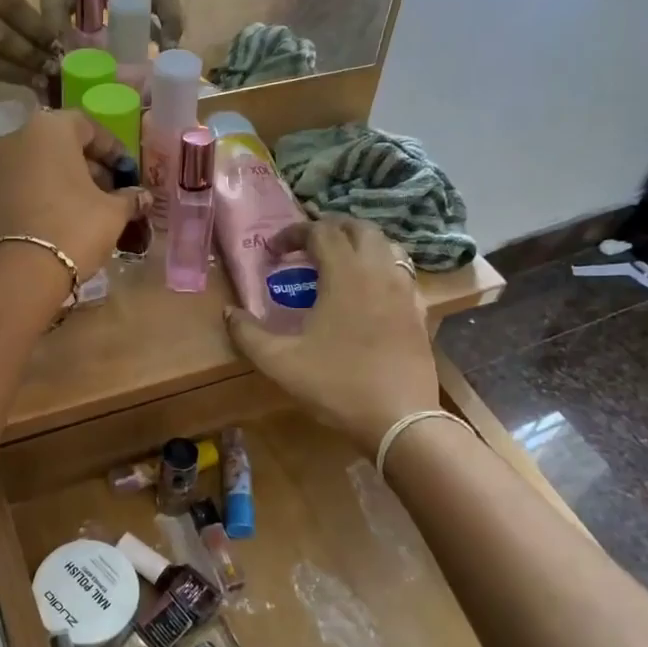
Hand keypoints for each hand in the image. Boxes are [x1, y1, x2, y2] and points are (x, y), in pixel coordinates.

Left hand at [0, 110, 148, 280]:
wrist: (20, 273)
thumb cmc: (74, 228)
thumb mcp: (113, 212)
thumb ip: (129, 198)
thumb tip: (141, 196)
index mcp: (50, 128)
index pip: (89, 127)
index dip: (114, 150)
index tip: (128, 173)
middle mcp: (17, 137)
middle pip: (61, 144)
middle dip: (89, 165)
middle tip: (111, 192)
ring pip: (40, 165)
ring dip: (66, 181)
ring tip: (88, 209)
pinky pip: (23, 185)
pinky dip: (44, 194)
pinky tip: (62, 219)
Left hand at [36, 0, 185, 49]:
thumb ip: (55, 22)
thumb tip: (62, 55)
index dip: (170, 18)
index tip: (168, 46)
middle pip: (167, 3)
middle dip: (173, 30)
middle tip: (169, 61)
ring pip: (161, 9)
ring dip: (166, 32)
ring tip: (163, 61)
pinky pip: (149, 14)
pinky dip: (154, 32)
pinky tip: (149, 54)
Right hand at [224, 219, 437, 453]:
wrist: (399, 419)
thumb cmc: (336, 385)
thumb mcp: (279, 362)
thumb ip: (248, 334)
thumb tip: (228, 312)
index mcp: (345, 275)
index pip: (320, 232)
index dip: (293, 233)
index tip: (273, 252)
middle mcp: (379, 271)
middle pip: (358, 228)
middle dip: (330, 228)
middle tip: (306, 247)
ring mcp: (405, 290)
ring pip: (387, 245)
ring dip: (359, 244)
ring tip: (338, 263)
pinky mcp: (419, 311)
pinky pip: (402, 273)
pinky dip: (382, 268)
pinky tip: (368, 293)